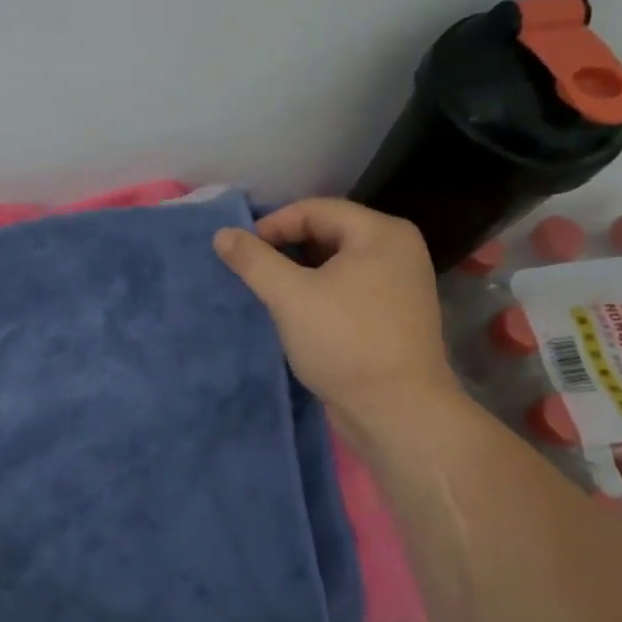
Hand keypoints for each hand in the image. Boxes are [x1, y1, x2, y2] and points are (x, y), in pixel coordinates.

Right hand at [213, 200, 459, 434]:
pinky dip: (317, 291)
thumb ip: (254, 260)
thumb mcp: (290, 296)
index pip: (315, 210)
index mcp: (381, 233)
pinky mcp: (392, 314)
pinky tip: (293, 312)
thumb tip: (222, 234)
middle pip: (327, 232)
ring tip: (267, 292)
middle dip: (284, 248)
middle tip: (251, 271)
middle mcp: (397, 250)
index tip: (240, 252)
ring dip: (298, 272)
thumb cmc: (345, 342)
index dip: (272, 225)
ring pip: (335, 262)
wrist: (397, 411)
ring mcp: (398, 283)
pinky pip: (346, 287)